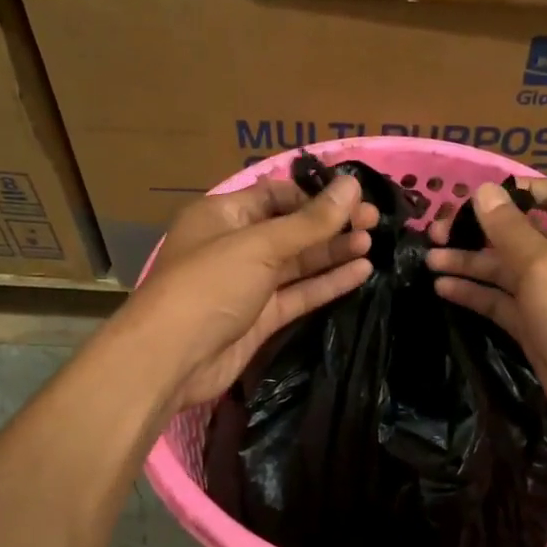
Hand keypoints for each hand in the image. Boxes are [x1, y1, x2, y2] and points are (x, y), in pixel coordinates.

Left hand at [127, 174, 378, 411]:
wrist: (171, 360)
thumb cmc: (209, 286)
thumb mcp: (260, 246)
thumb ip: (310, 221)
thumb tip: (353, 185)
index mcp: (223, 215)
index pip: (276, 195)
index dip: (315, 195)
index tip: (355, 196)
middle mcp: (235, 244)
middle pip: (291, 228)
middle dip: (330, 223)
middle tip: (374, 221)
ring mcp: (248, 283)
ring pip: (297, 262)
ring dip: (333, 251)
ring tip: (372, 243)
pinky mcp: (260, 317)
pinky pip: (298, 293)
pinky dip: (327, 282)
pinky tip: (361, 271)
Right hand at [427, 181, 546, 439]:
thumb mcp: (544, 268)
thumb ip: (510, 229)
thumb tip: (484, 190)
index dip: (519, 191)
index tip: (478, 197)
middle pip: (518, 233)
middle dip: (478, 230)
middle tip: (435, 233)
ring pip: (504, 269)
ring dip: (469, 262)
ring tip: (429, 259)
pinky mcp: (535, 327)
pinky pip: (500, 301)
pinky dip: (474, 293)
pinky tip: (443, 287)